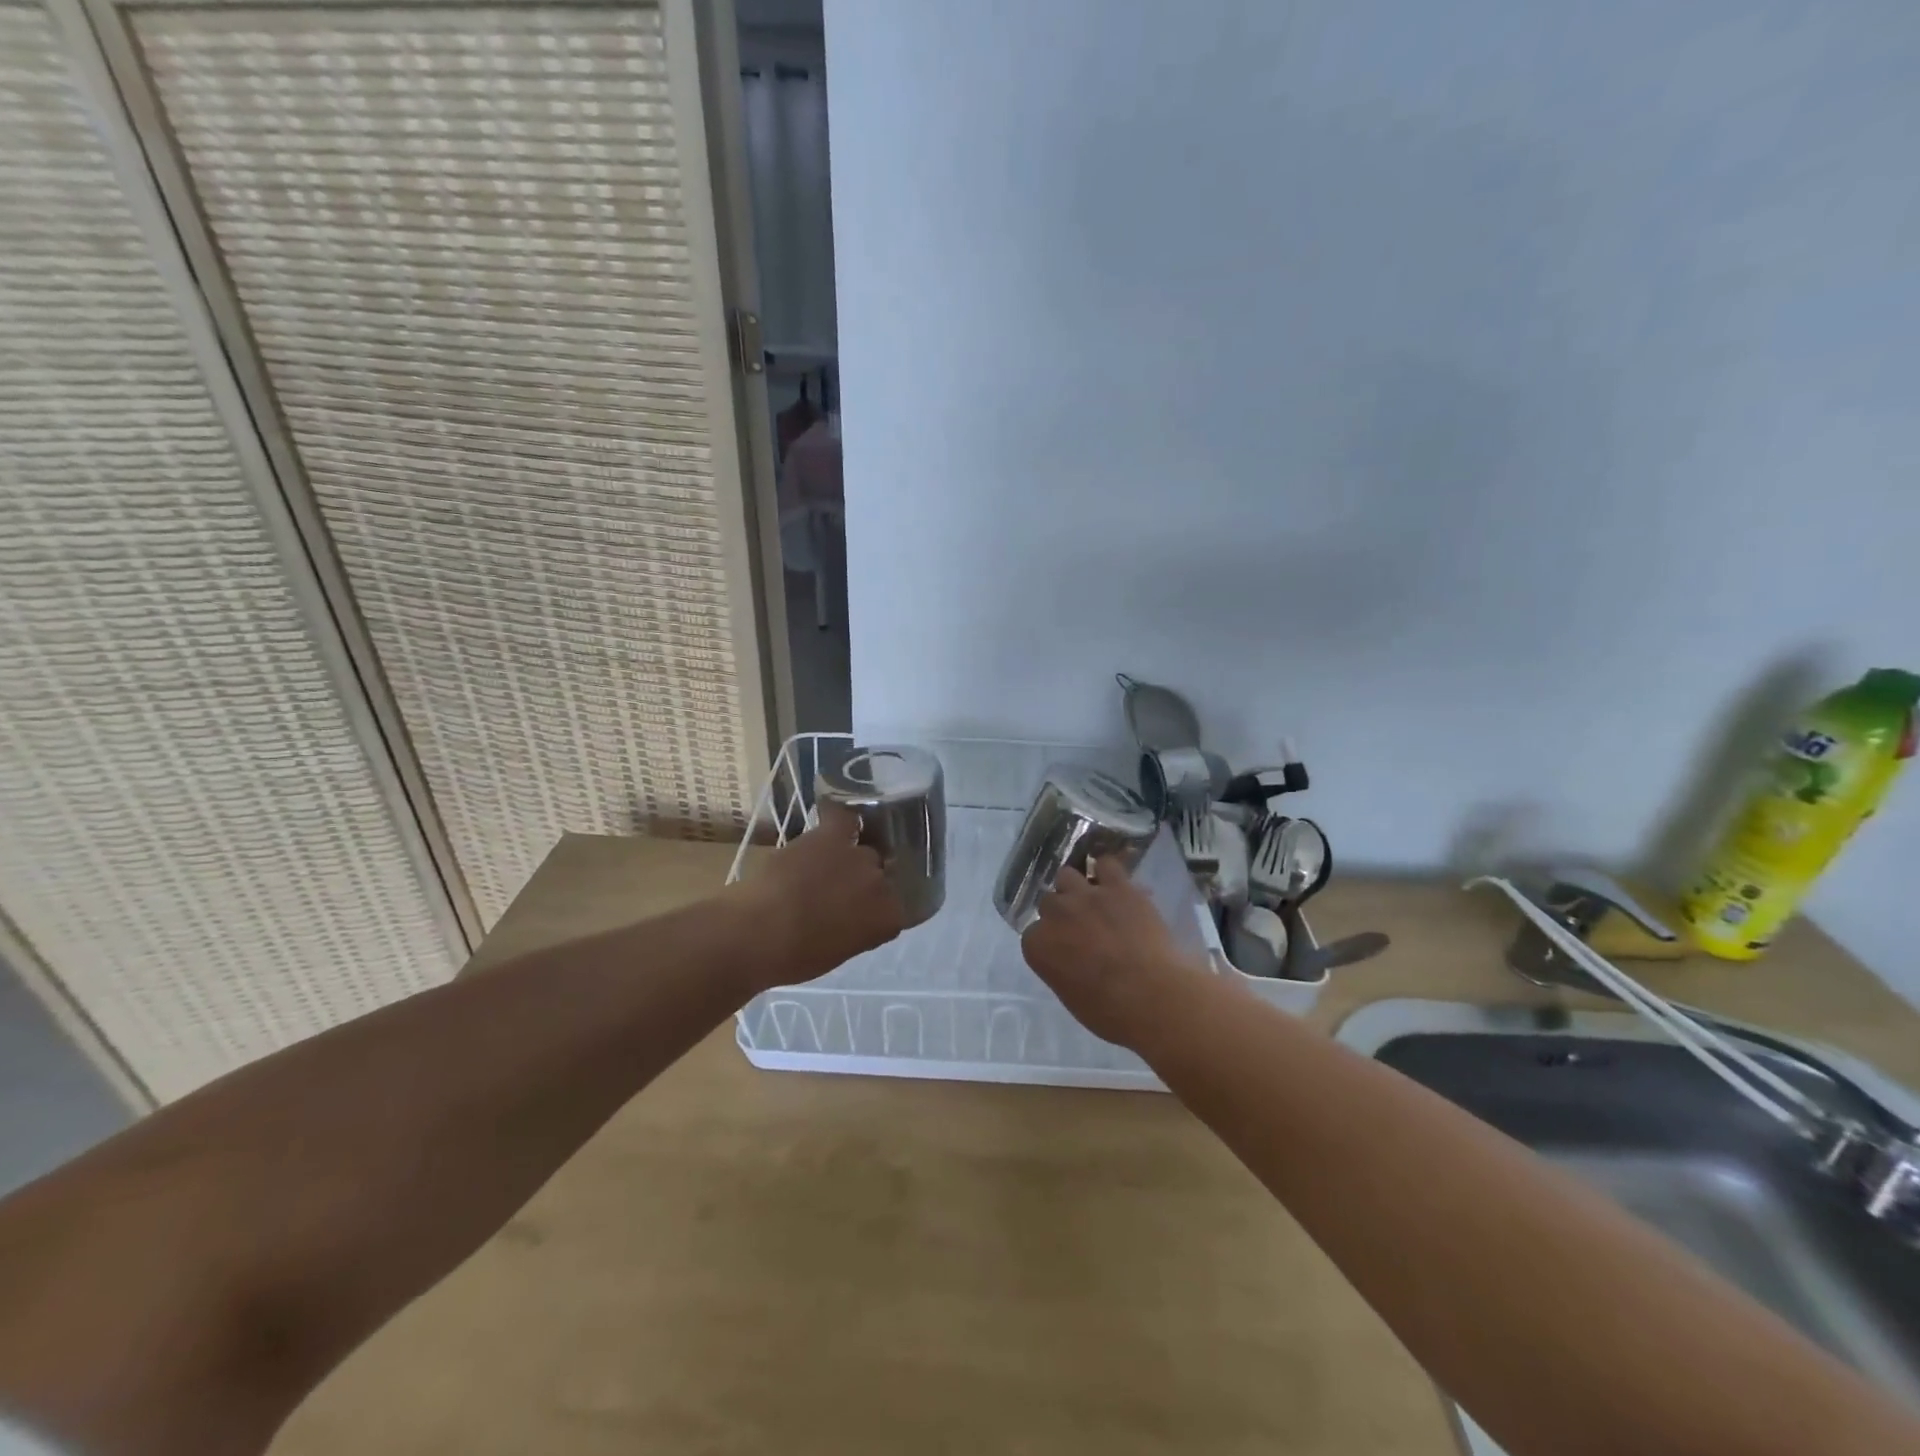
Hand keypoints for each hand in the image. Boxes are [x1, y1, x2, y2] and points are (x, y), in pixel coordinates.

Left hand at [735, 801, 905, 990]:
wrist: (759, 931)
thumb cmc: (794, 956)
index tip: (858, 914)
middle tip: (838, 892)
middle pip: (880, 875)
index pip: (895, 908)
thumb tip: (850, 917)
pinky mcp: (832, 836)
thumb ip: (856, 929)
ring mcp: (859, 857)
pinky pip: (845, 819)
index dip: (876, 909)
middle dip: (863, 883)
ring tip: (828, 865)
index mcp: (888, 919)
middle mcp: (882, 884)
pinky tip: (833, 823)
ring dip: (849, 858)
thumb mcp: (838, 951)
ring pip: (863, 849)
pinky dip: (840, 819)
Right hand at [1020, 858, 1205, 1048]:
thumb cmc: (1112, 1013)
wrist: (1154, 997)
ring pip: (1067, 875)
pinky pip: (1106, 863)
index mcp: (1038, 946)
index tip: (1065, 950)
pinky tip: (1116, 883)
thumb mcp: (1073, 996)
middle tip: (1081, 928)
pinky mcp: (1117, 886)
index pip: (1033, 933)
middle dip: (1062, 913)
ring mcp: (1085, 896)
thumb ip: (1062, 968)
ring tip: (1094, 900)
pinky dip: (1109, 872)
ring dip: (1077, 887)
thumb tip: (1072, 959)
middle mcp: (1055, 914)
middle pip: (1049, 902)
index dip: (1050, 940)